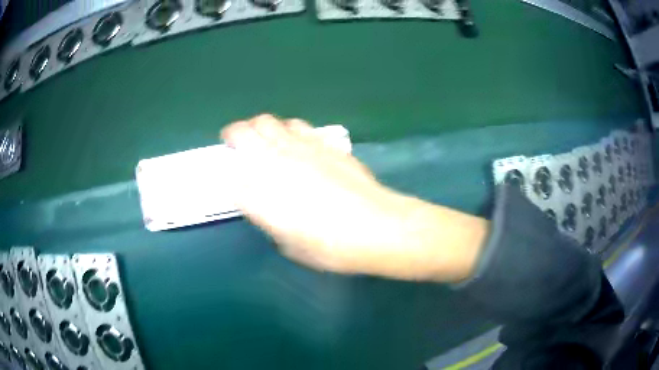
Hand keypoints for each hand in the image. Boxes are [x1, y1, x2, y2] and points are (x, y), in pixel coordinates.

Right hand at [221, 114, 486, 281]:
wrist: (377, 227)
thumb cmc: (332, 247)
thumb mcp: (291, 244)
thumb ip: (270, 219)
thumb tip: (264, 203)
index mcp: (260, 193)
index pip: (230, 172)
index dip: (227, 170)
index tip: (230, 174)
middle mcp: (273, 162)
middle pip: (242, 132)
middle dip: (235, 135)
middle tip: (239, 145)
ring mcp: (299, 147)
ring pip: (268, 122)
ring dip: (260, 128)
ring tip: (266, 140)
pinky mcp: (323, 143)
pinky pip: (297, 126)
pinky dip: (288, 131)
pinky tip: (297, 143)